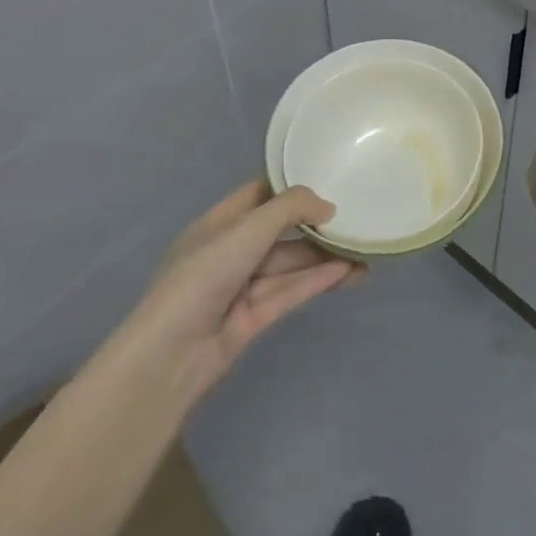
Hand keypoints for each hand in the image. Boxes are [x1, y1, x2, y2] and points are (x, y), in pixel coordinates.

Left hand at [116, 181, 364, 409]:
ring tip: (364, 251)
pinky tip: (349, 273)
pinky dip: (318, 281)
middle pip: (280, 232)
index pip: (259, 195)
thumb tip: (328, 206)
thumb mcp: (247, 229)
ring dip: (324, 257)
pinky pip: (290, 292)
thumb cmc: (203, 276)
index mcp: (218, 225)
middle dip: (315, 226)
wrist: (170, 357)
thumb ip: (290, 209)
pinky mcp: (253, 318)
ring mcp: (241, 287)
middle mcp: (230, 252)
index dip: (291, 187)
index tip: (329, 179)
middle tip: (356, 218)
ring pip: (290, 265)